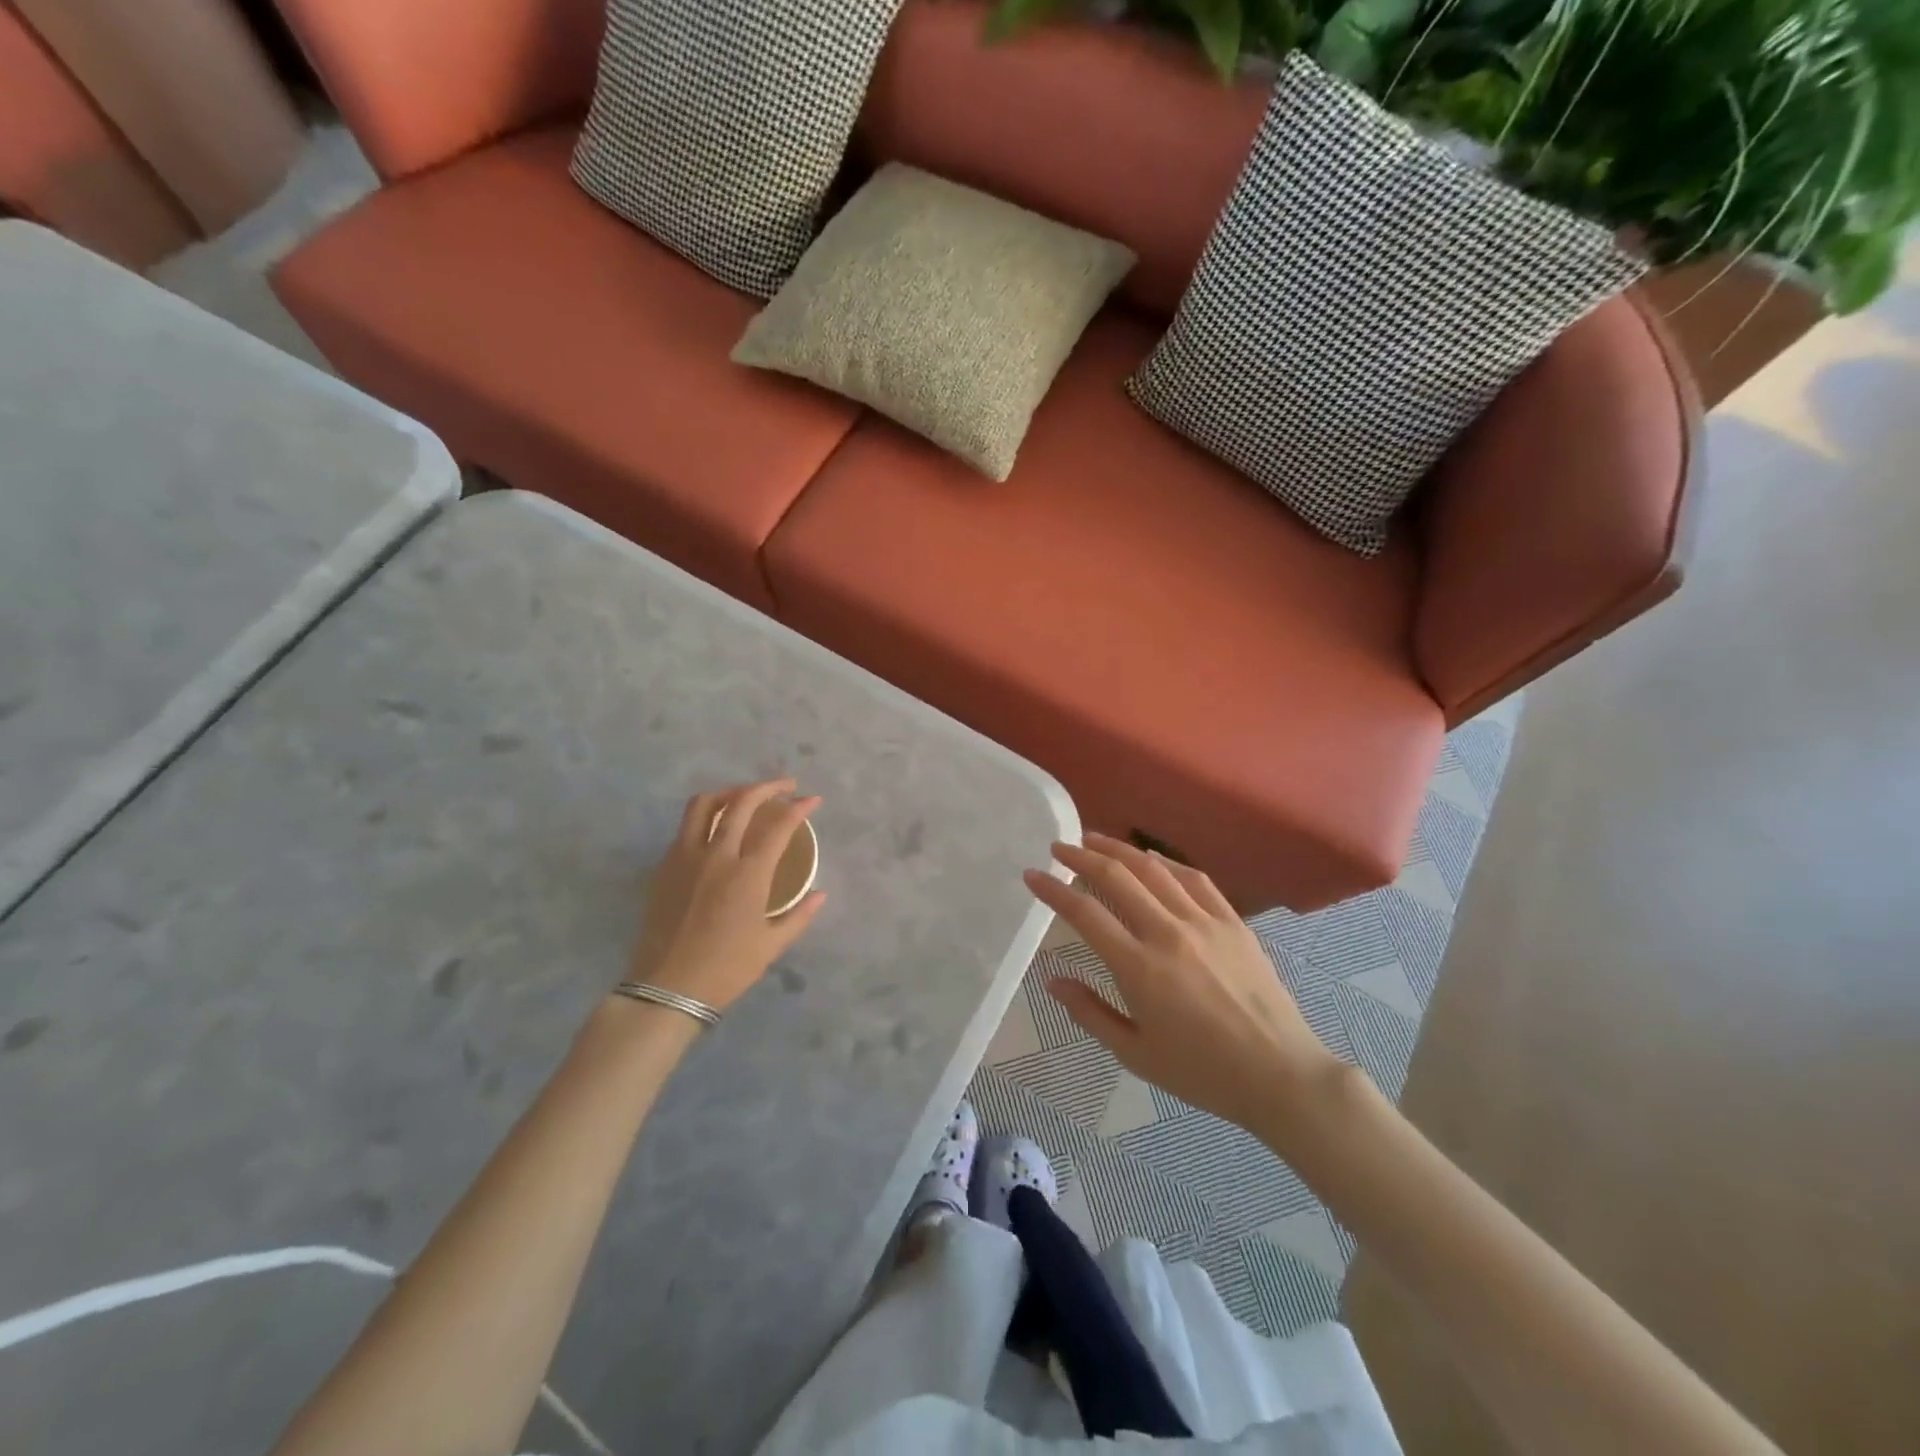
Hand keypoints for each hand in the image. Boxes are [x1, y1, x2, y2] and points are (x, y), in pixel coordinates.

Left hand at [628, 779, 825, 1011]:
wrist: (667, 989)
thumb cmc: (726, 969)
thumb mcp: (771, 946)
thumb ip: (798, 915)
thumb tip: (820, 894)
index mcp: (748, 874)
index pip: (778, 826)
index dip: (799, 808)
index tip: (813, 800)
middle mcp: (716, 855)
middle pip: (741, 802)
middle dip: (767, 787)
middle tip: (785, 786)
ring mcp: (685, 857)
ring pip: (704, 805)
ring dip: (730, 792)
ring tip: (745, 795)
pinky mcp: (664, 867)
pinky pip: (686, 827)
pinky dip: (706, 816)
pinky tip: (716, 828)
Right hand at [1023, 833, 1341, 1136]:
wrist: (1280, 1074)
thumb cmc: (1202, 1072)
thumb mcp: (1135, 1054)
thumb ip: (1090, 1013)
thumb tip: (1053, 980)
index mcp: (1139, 968)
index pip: (1085, 913)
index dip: (1053, 890)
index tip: (1033, 875)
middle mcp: (1168, 933)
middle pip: (1117, 877)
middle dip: (1082, 855)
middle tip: (1059, 847)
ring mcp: (1204, 922)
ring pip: (1154, 869)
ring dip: (1119, 849)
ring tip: (1095, 839)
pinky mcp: (1232, 922)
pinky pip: (1195, 879)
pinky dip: (1166, 862)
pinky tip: (1152, 858)